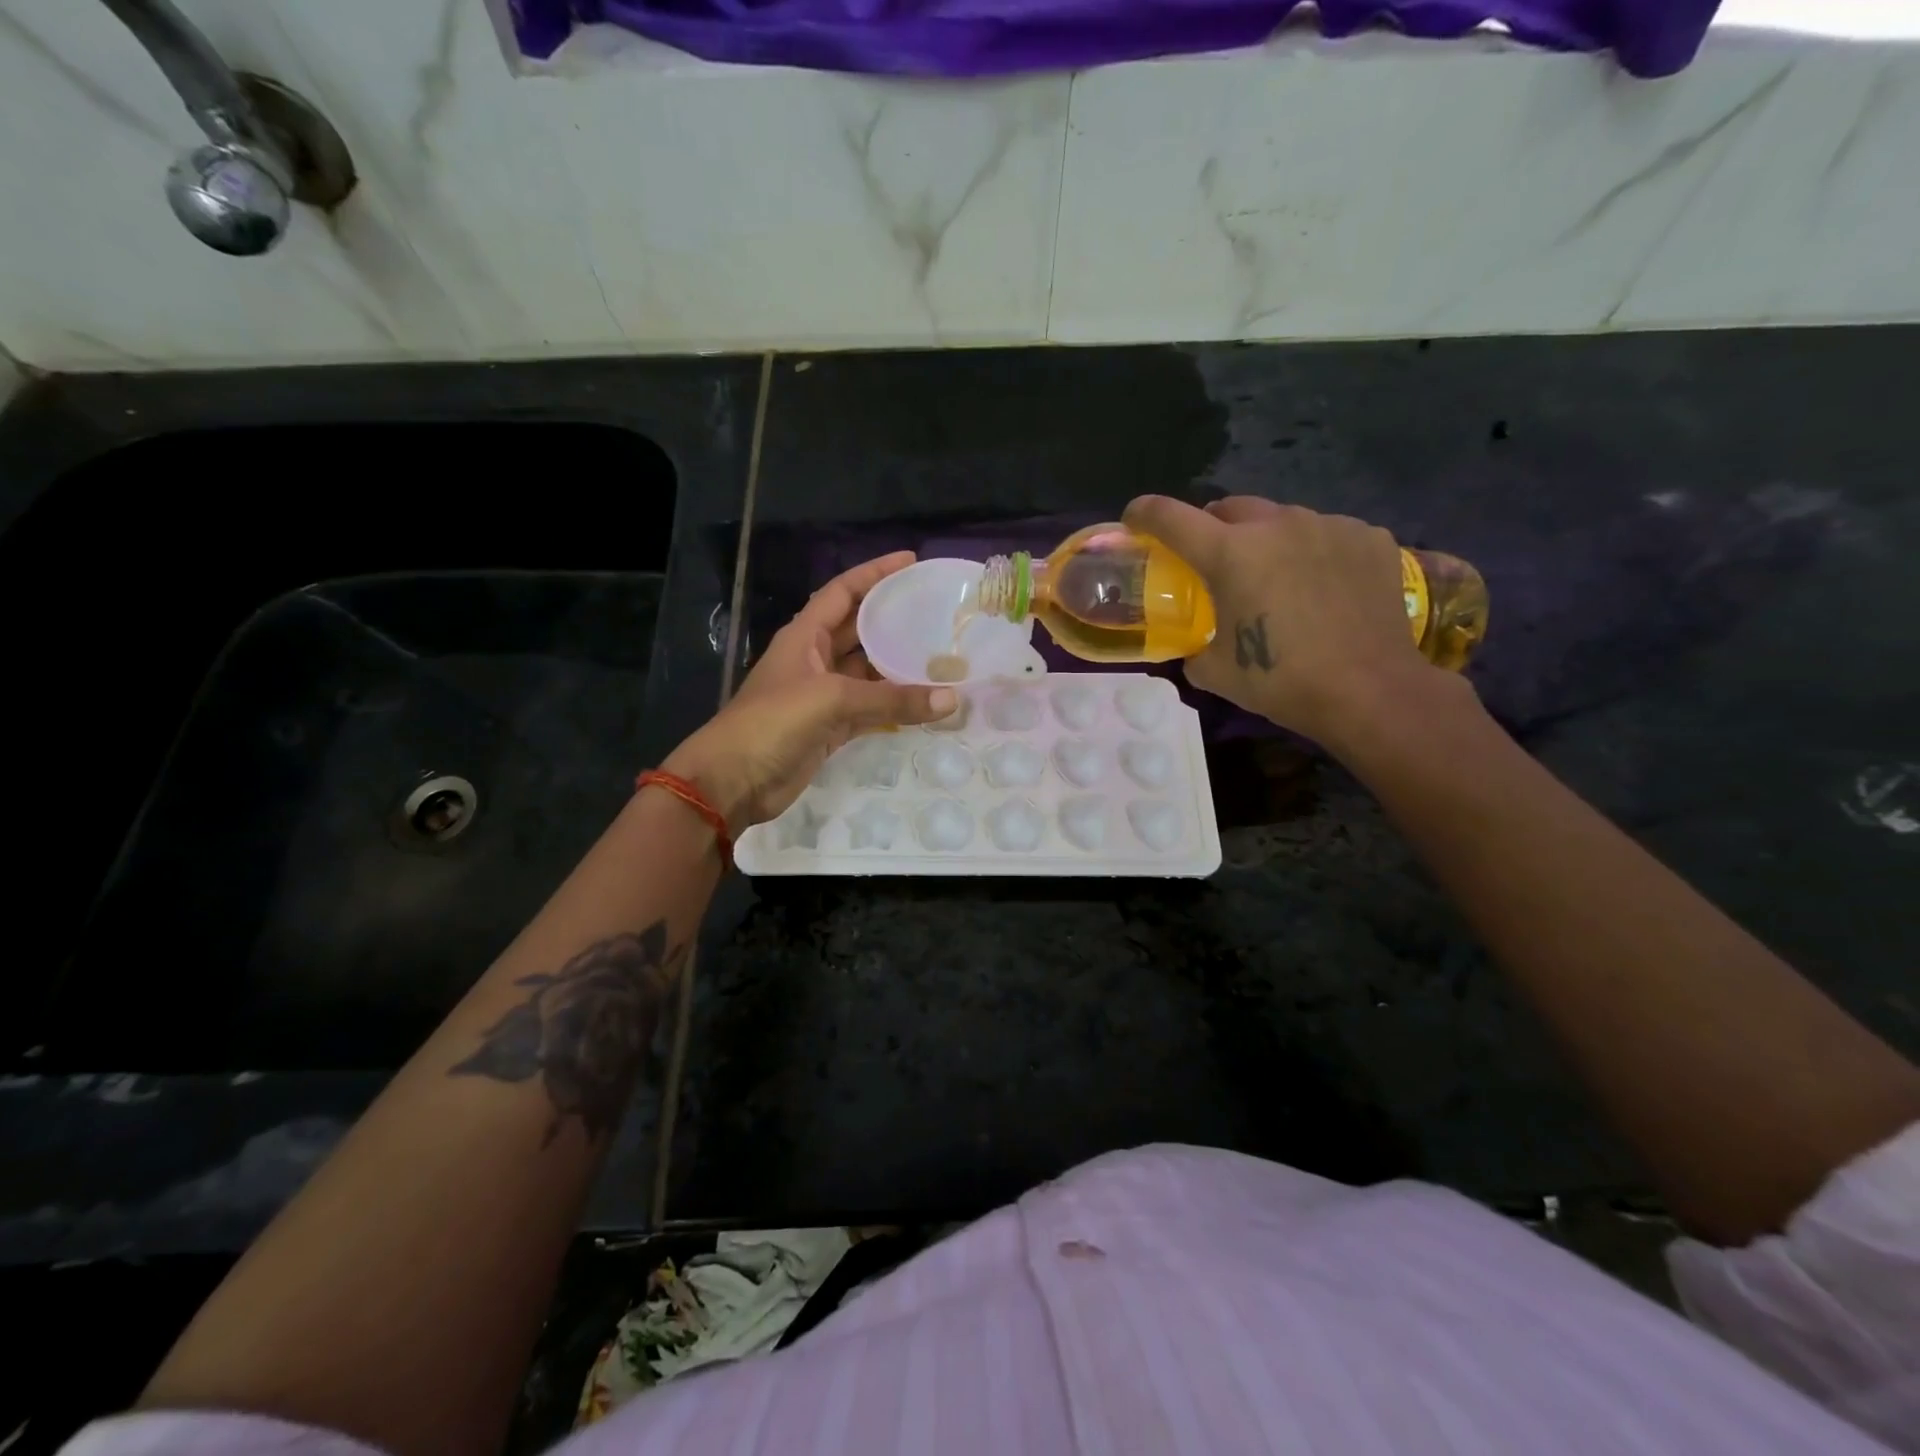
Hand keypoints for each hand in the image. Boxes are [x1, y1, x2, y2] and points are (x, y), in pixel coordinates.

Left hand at [663, 552, 955, 833]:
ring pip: (868, 672)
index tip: (911, 561)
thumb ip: (892, 699)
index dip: (874, 573)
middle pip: (859, 629)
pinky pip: (870, 709)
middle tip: (937, 610)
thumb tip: (951, 700)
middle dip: (892, 618)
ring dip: (898, 666)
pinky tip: (925, 702)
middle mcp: (814, 659)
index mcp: (804, 636)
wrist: (734, 780)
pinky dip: (894, 706)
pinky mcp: (830, 727)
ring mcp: (822, 695)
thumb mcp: (832, 700)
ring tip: (941, 655)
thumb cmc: (772, 723)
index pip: (843, 591)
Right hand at [1122, 495, 1440, 745]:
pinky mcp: (1369, 537)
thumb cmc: (1282, 682)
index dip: (1144, 513)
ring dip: (1266, 539)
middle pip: (1228, 507)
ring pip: (1281, 519)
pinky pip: (1327, 533)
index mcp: (1230, 553)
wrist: (1371, 691)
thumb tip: (1194, 644)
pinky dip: (1313, 551)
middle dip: (1212, 527)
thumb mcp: (1215, 672)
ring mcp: (1328, 525)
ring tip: (1277, 577)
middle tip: (1214, 560)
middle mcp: (1277, 524)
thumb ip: (1193, 646)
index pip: (1170, 516)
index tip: (1135, 520)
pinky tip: (1323, 586)